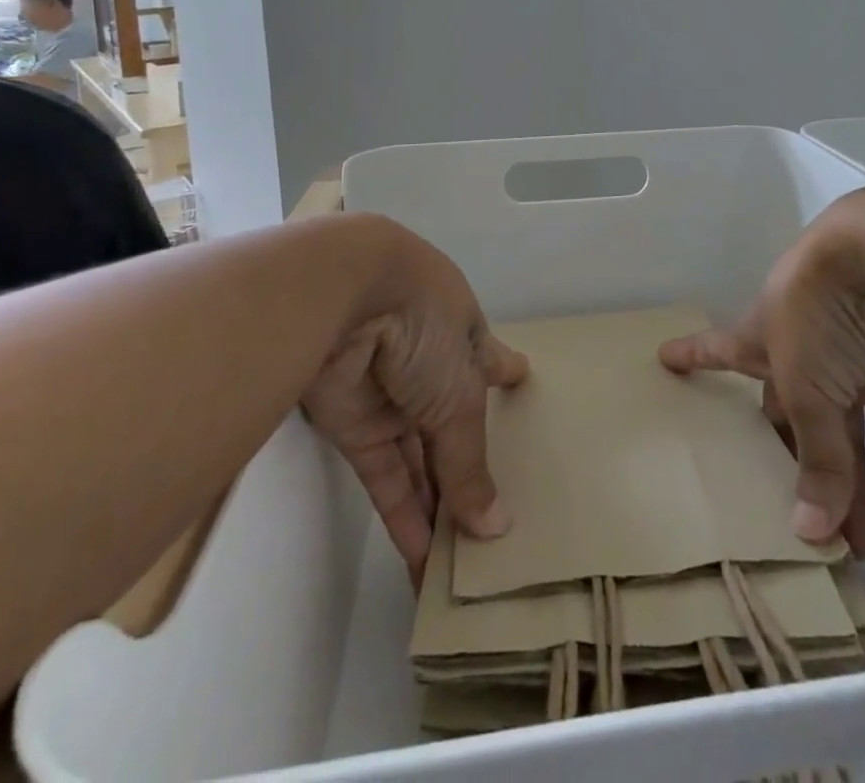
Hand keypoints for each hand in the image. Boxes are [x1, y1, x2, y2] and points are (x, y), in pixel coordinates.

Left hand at [300, 225, 528, 577]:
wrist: (342, 298)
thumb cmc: (423, 325)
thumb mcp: (461, 393)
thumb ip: (470, 463)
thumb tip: (494, 527)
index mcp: (463, 335)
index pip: (490, 360)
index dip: (505, 373)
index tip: (522, 379)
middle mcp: (429, 364)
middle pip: (453, 424)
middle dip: (470, 469)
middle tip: (496, 520)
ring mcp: (390, 396)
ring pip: (418, 458)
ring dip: (437, 508)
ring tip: (461, 565)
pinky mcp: (352, 426)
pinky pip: (385, 477)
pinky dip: (403, 516)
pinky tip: (422, 563)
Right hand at [659, 199, 864, 555]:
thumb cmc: (817, 314)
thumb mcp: (805, 387)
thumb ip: (815, 458)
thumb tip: (810, 533)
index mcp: (760, 340)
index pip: (717, 351)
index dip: (692, 357)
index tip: (663, 359)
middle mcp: (799, 352)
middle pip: (791, 417)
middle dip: (792, 468)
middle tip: (792, 524)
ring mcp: (849, 361)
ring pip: (848, 433)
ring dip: (855, 487)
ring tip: (859, 549)